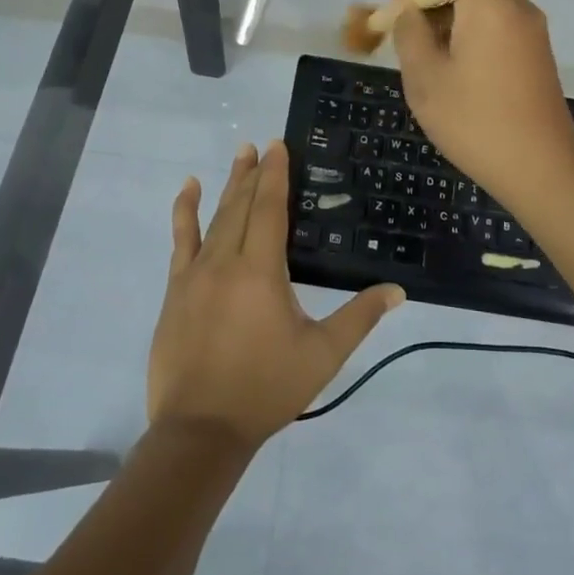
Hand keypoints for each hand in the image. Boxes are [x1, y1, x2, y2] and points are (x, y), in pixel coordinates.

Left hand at [149, 142, 403, 447]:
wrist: (200, 429)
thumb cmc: (266, 389)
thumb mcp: (322, 355)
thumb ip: (359, 317)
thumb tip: (397, 290)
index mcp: (261, 271)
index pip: (270, 209)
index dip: (276, 175)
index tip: (279, 145)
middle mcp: (226, 261)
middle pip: (242, 206)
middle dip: (254, 173)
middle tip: (261, 145)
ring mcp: (195, 274)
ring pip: (214, 218)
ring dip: (228, 185)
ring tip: (239, 156)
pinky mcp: (176, 290)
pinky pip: (180, 240)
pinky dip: (185, 212)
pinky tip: (188, 190)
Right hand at [391, 0, 573, 205]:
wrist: (542, 170)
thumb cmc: (476, 123)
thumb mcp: (426, 79)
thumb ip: (410, 34)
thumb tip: (408, 12)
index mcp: (491, 4)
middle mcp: (517, 7)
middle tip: (403, 27)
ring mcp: (531, 31)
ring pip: (484, 0)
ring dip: (448, 13)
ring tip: (421, 51)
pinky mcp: (536, 54)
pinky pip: (498, 23)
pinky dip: (469, 30)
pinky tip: (451, 67)